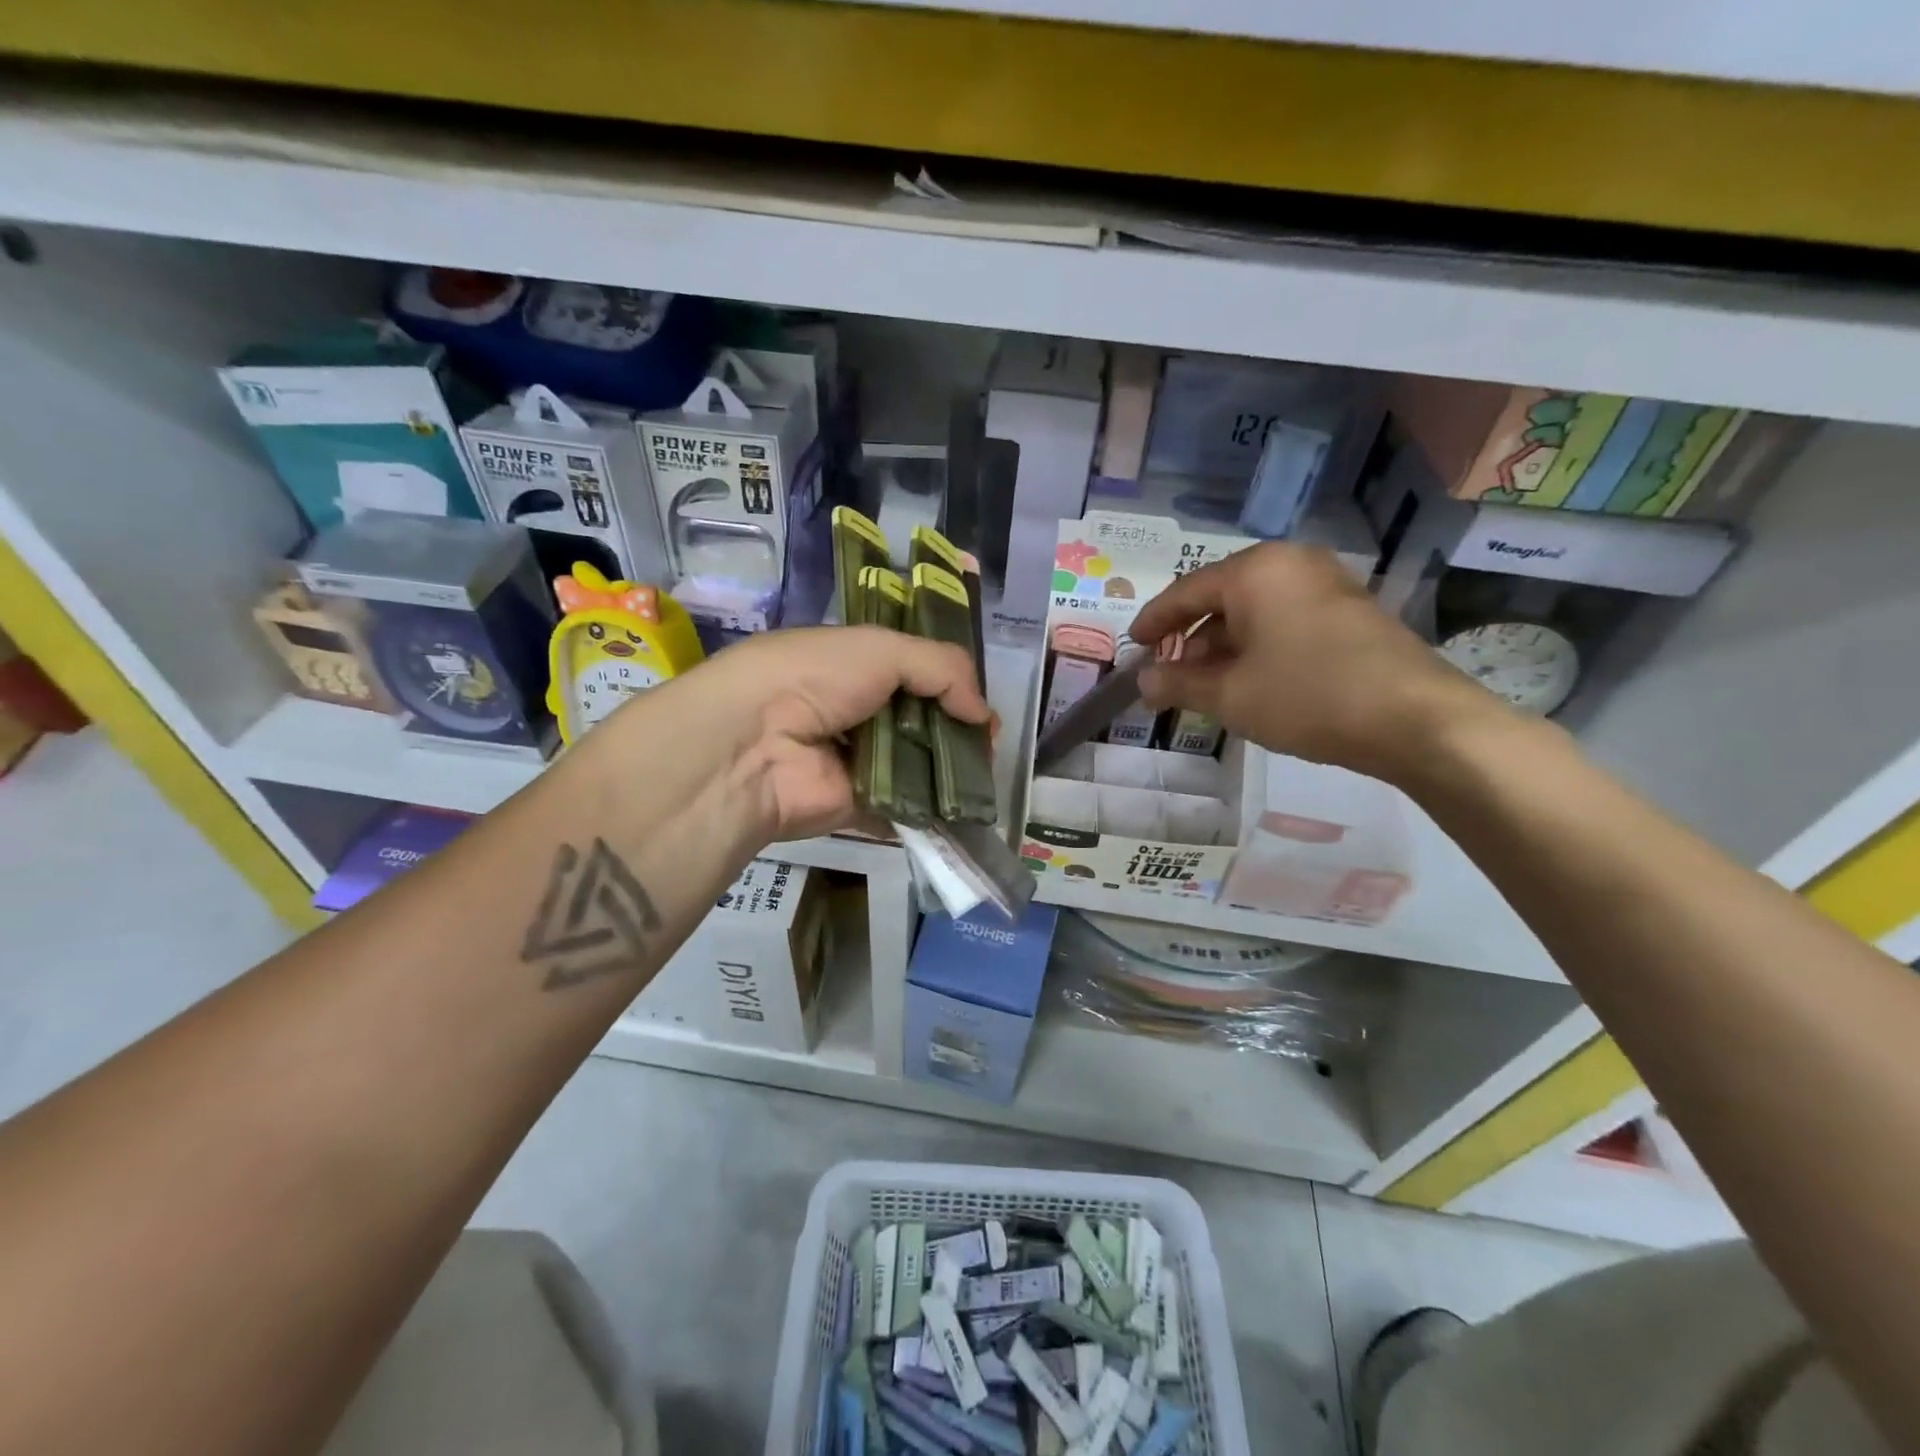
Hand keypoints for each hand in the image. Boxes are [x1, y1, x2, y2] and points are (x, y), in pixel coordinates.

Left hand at [638, 626, 990, 839]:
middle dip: (958, 729)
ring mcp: (858, 761)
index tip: (982, 703)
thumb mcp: (881, 648)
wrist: (754, 746)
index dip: (952, 683)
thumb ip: (942, 668)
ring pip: (919, 764)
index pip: (914, 670)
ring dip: (952, 770)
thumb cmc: (814, 679)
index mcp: (854, 666)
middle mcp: (857, 712)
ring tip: (985, 774)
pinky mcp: (859, 806)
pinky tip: (968, 809)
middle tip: (989, 742)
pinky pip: (906, 806)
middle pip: (921, 719)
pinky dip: (935, 809)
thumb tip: (983, 714)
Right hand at [1130, 542, 1508, 783]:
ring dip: (1222, 647)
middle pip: (1220, 598)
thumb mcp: (1230, 696)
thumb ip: (1178, 684)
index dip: (1153, 622)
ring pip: (1253, 612)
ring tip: (1203, 687)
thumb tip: (1143, 682)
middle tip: (1167, 675)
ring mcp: (1325, 584)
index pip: (1185, 592)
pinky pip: (1284, 620)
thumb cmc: (1308, 696)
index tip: (1132, 648)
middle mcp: (1289, 564)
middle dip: (1189, 639)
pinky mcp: (1349, 610)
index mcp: (1255, 571)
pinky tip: (1248, 681)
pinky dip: (1257, 647)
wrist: (1417, 720)